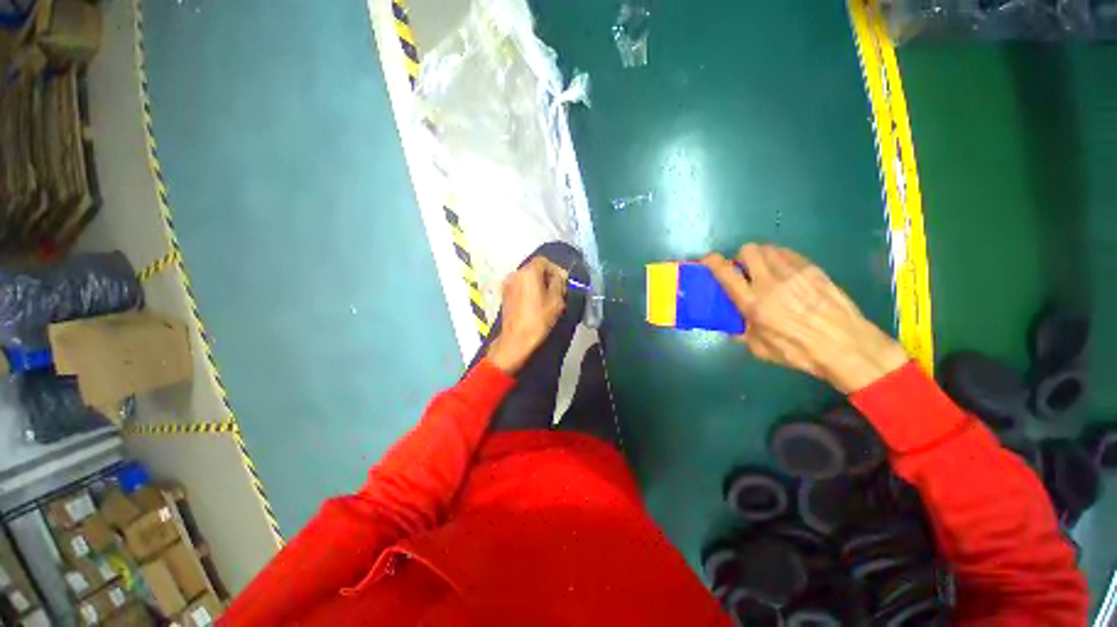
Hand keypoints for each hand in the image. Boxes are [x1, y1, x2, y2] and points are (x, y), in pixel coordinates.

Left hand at [486, 257, 568, 373]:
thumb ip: (559, 283)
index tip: (563, 281)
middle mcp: (515, 274)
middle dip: (547, 277)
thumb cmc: (538, 319)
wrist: (516, 339)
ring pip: (527, 278)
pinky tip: (536, 302)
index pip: (543, 261)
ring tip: (548, 297)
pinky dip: (529, 290)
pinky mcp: (505, 295)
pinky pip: (520, 286)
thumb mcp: (556, 301)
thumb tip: (559, 277)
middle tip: (558, 290)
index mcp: (528, 273)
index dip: (555, 269)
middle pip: (534, 269)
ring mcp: (507, 285)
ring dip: (538, 284)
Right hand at [702, 244, 908, 393]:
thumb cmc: (799, 351)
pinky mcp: (813, 270)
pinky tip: (785, 273)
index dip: (712, 262)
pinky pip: (789, 254)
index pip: (726, 273)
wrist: (847, 346)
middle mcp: (770, 282)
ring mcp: (794, 272)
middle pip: (748, 250)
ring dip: (761, 256)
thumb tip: (732, 327)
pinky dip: (780, 259)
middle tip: (744, 270)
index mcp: (753, 302)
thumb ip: (742, 333)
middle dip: (741, 257)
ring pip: (769, 249)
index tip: (708, 260)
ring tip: (764, 270)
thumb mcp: (760, 349)